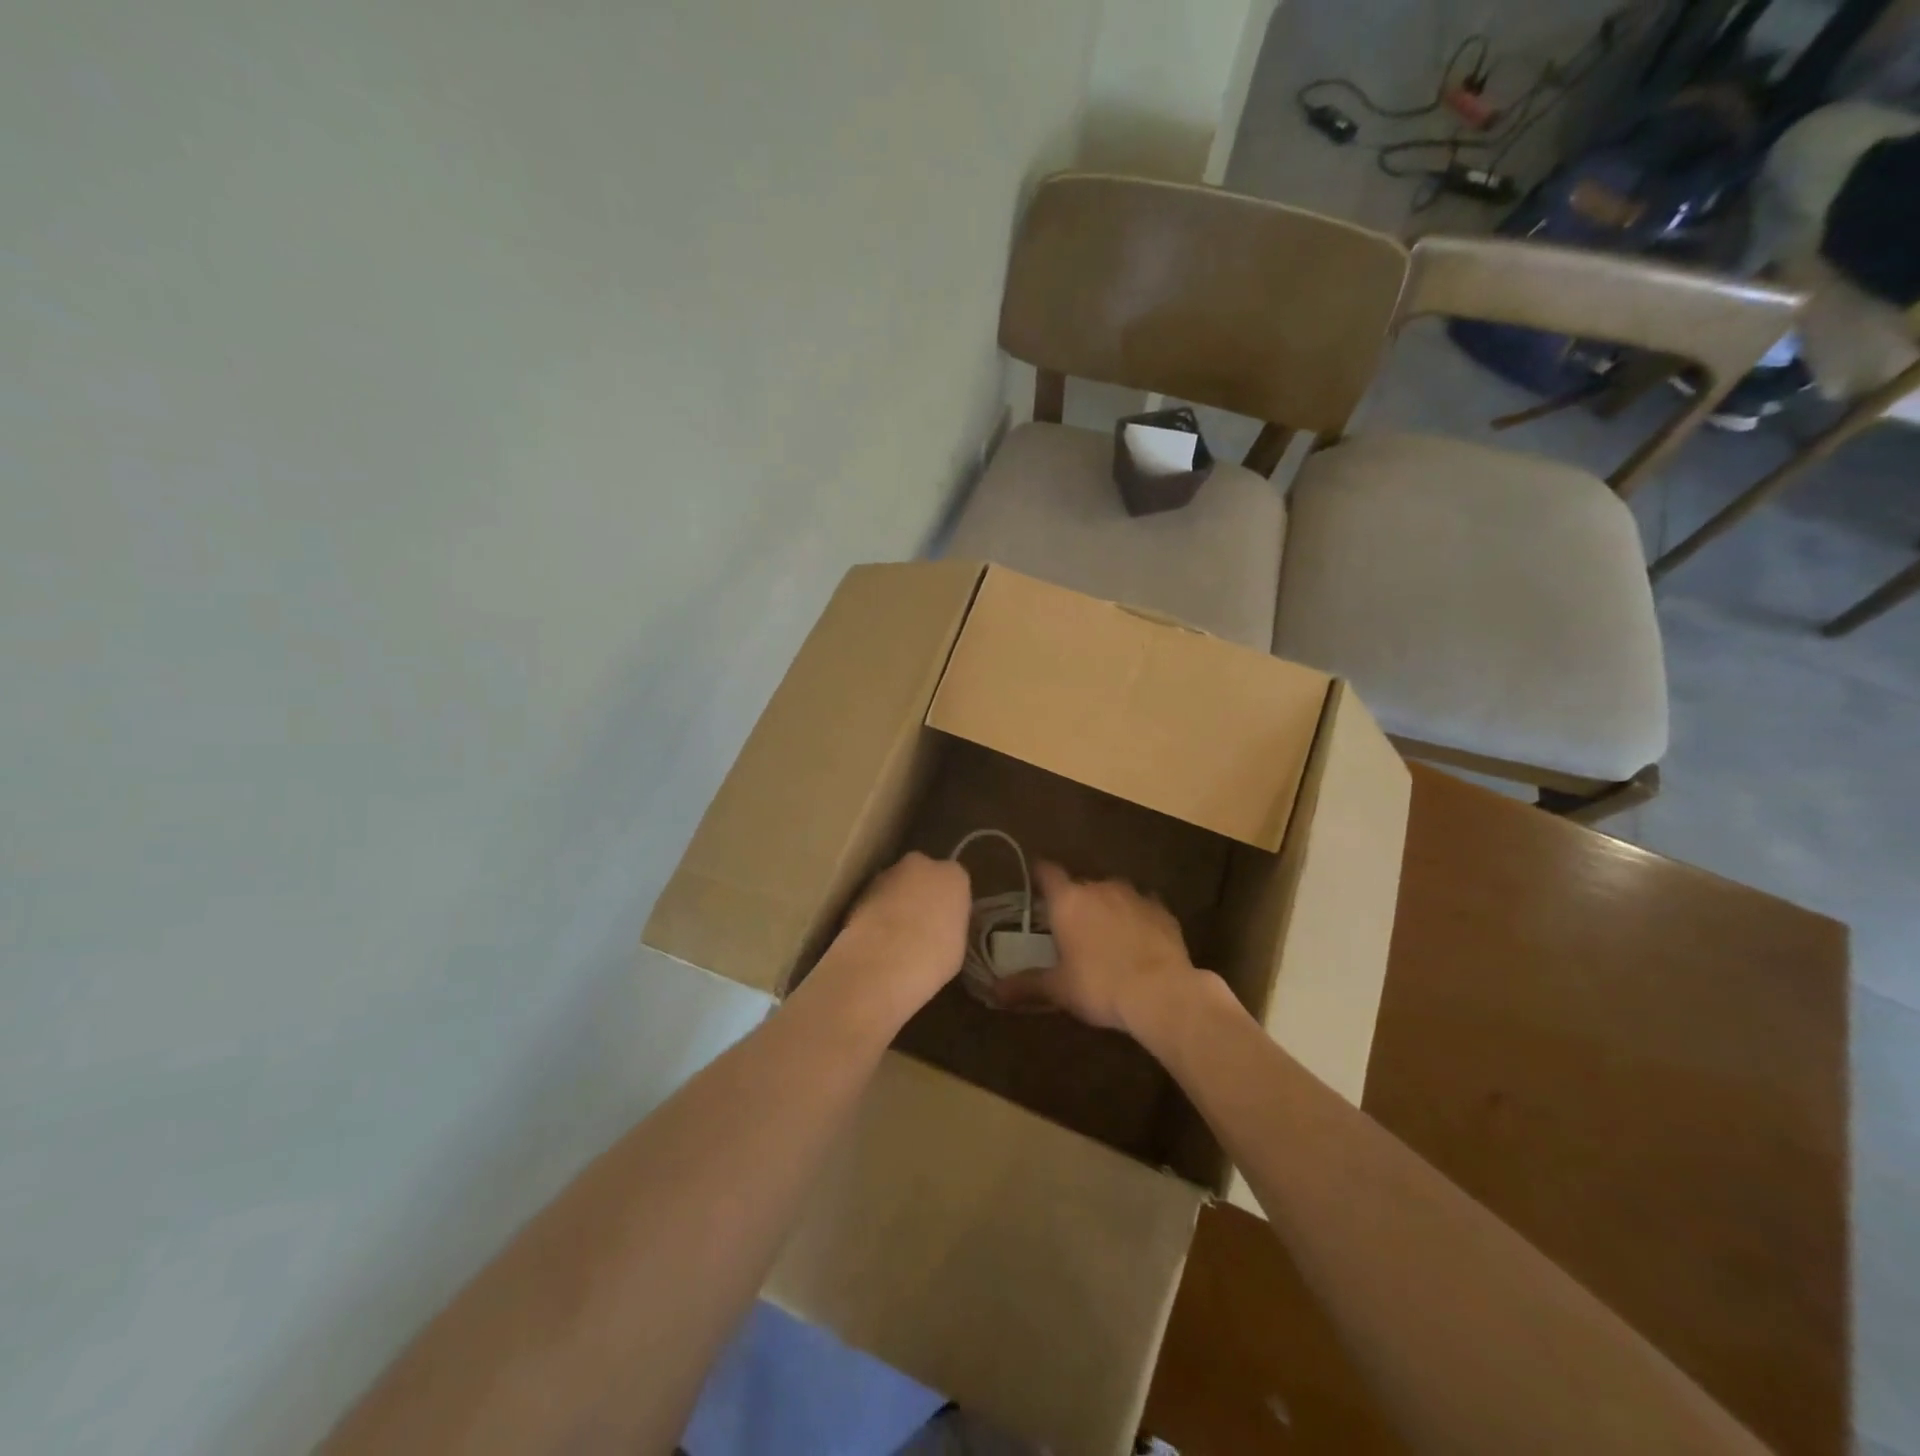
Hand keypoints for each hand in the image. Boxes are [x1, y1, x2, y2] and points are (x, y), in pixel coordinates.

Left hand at [810, 852, 970, 1031]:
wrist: (883, 962)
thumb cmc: (933, 957)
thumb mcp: (956, 944)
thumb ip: (949, 924)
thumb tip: (938, 927)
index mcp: (953, 876)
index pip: (955, 882)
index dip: (948, 903)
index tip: (944, 923)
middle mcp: (921, 864)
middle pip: (923, 875)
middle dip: (920, 893)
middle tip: (919, 925)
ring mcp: (887, 874)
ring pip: (896, 885)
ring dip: (895, 903)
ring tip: (893, 938)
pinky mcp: (860, 890)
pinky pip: (875, 900)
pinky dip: (875, 914)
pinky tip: (875, 941)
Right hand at [993, 863, 1201, 1034]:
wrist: (1161, 992)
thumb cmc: (1100, 985)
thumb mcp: (1058, 989)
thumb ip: (1026, 984)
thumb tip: (993, 990)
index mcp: (1068, 900)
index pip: (1047, 872)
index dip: (1040, 876)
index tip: (1036, 887)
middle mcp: (1099, 887)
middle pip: (1080, 884)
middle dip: (1075, 900)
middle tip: (1070, 926)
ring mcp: (1134, 895)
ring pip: (1112, 893)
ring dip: (1106, 907)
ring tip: (1105, 934)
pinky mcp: (1162, 910)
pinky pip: (1142, 907)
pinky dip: (1136, 918)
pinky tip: (1138, 939)